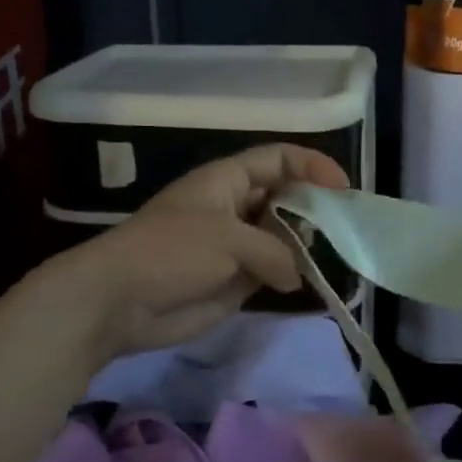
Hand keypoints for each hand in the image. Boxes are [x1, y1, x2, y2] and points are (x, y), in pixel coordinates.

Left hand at [64, 144, 349, 357]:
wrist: (118, 302)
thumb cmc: (170, 252)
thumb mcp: (229, 240)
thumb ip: (275, 252)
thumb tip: (297, 276)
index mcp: (228, 180)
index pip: (278, 159)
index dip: (312, 166)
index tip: (342, 189)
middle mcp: (236, 206)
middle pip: (285, 196)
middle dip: (314, 207)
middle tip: (342, 227)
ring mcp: (236, 243)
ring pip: (283, 235)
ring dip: (306, 244)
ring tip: (332, 256)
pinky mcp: (234, 279)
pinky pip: (273, 269)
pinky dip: (291, 274)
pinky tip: (310, 282)